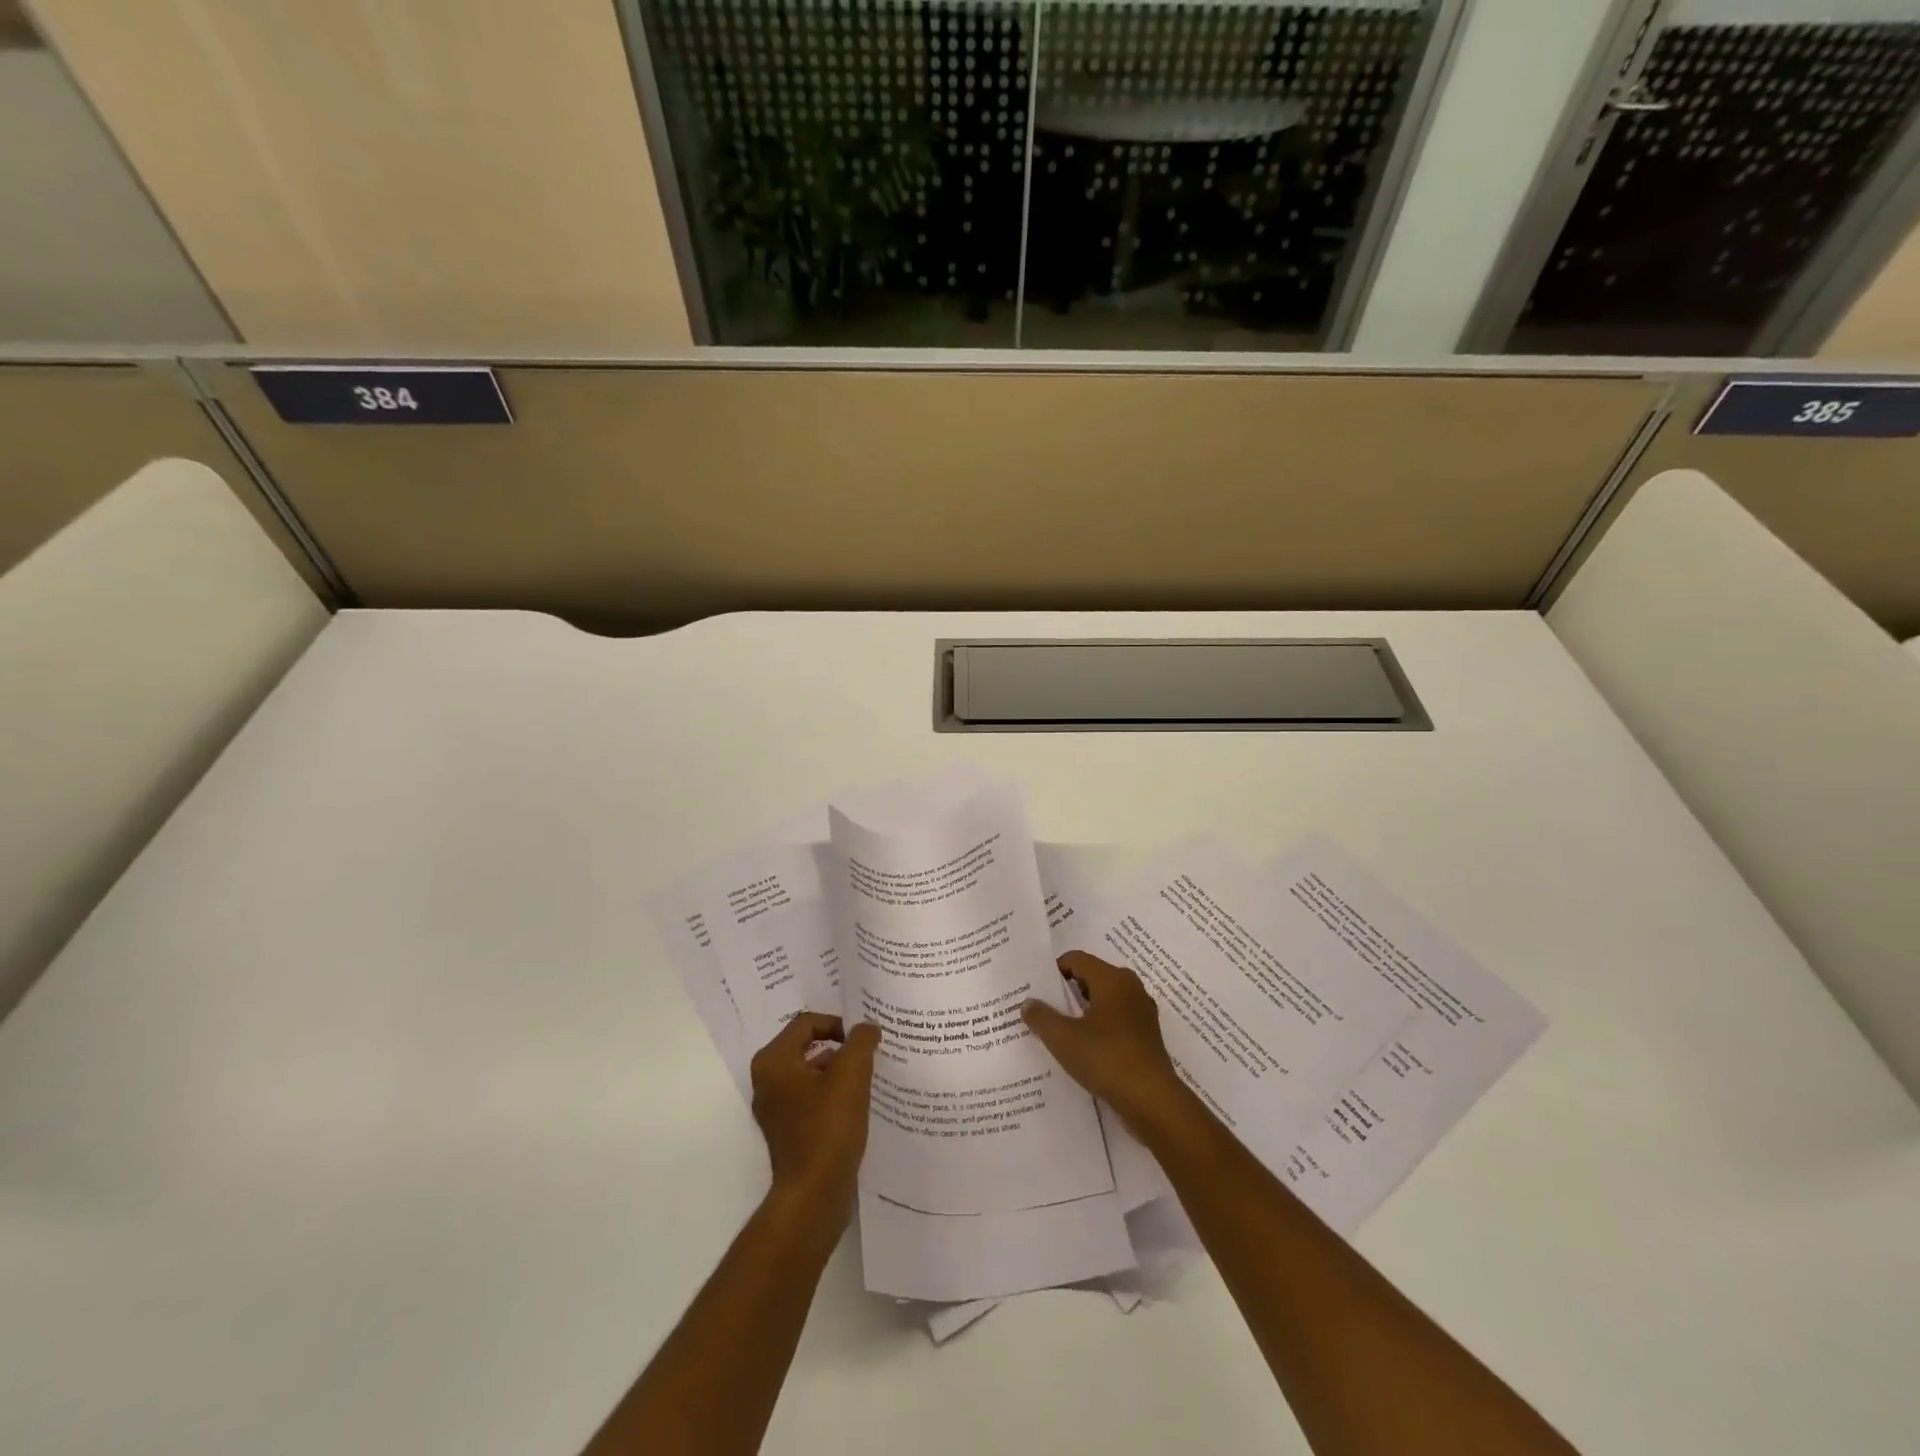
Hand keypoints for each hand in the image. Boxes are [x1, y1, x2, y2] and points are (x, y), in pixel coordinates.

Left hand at [749, 1013, 880, 1222]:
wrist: (814, 1195)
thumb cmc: (828, 1128)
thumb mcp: (851, 1075)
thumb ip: (860, 1041)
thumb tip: (867, 1027)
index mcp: (773, 1062)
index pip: (807, 1022)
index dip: (838, 1024)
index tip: (864, 1040)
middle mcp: (767, 1080)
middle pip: (808, 1045)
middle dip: (840, 1047)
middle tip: (869, 1052)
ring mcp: (776, 1108)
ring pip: (811, 1072)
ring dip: (839, 1070)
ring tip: (868, 1076)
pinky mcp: (788, 1130)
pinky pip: (811, 1097)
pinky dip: (833, 1094)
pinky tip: (857, 1103)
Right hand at [1022, 952, 1189, 1138]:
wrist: (1152, 1101)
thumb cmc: (1106, 1058)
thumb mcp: (1063, 1038)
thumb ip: (1041, 1016)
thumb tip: (1028, 1002)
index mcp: (1112, 978)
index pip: (1076, 959)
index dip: (1053, 970)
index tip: (1035, 989)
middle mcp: (1130, 988)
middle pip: (1091, 978)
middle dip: (1066, 991)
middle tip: (1042, 1007)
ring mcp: (1142, 1013)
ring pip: (1105, 1001)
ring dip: (1082, 1011)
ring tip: (1059, 1029)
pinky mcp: (1147, 1037)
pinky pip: (1116, 1021)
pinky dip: (1098, 1028)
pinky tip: (1083, 1048)